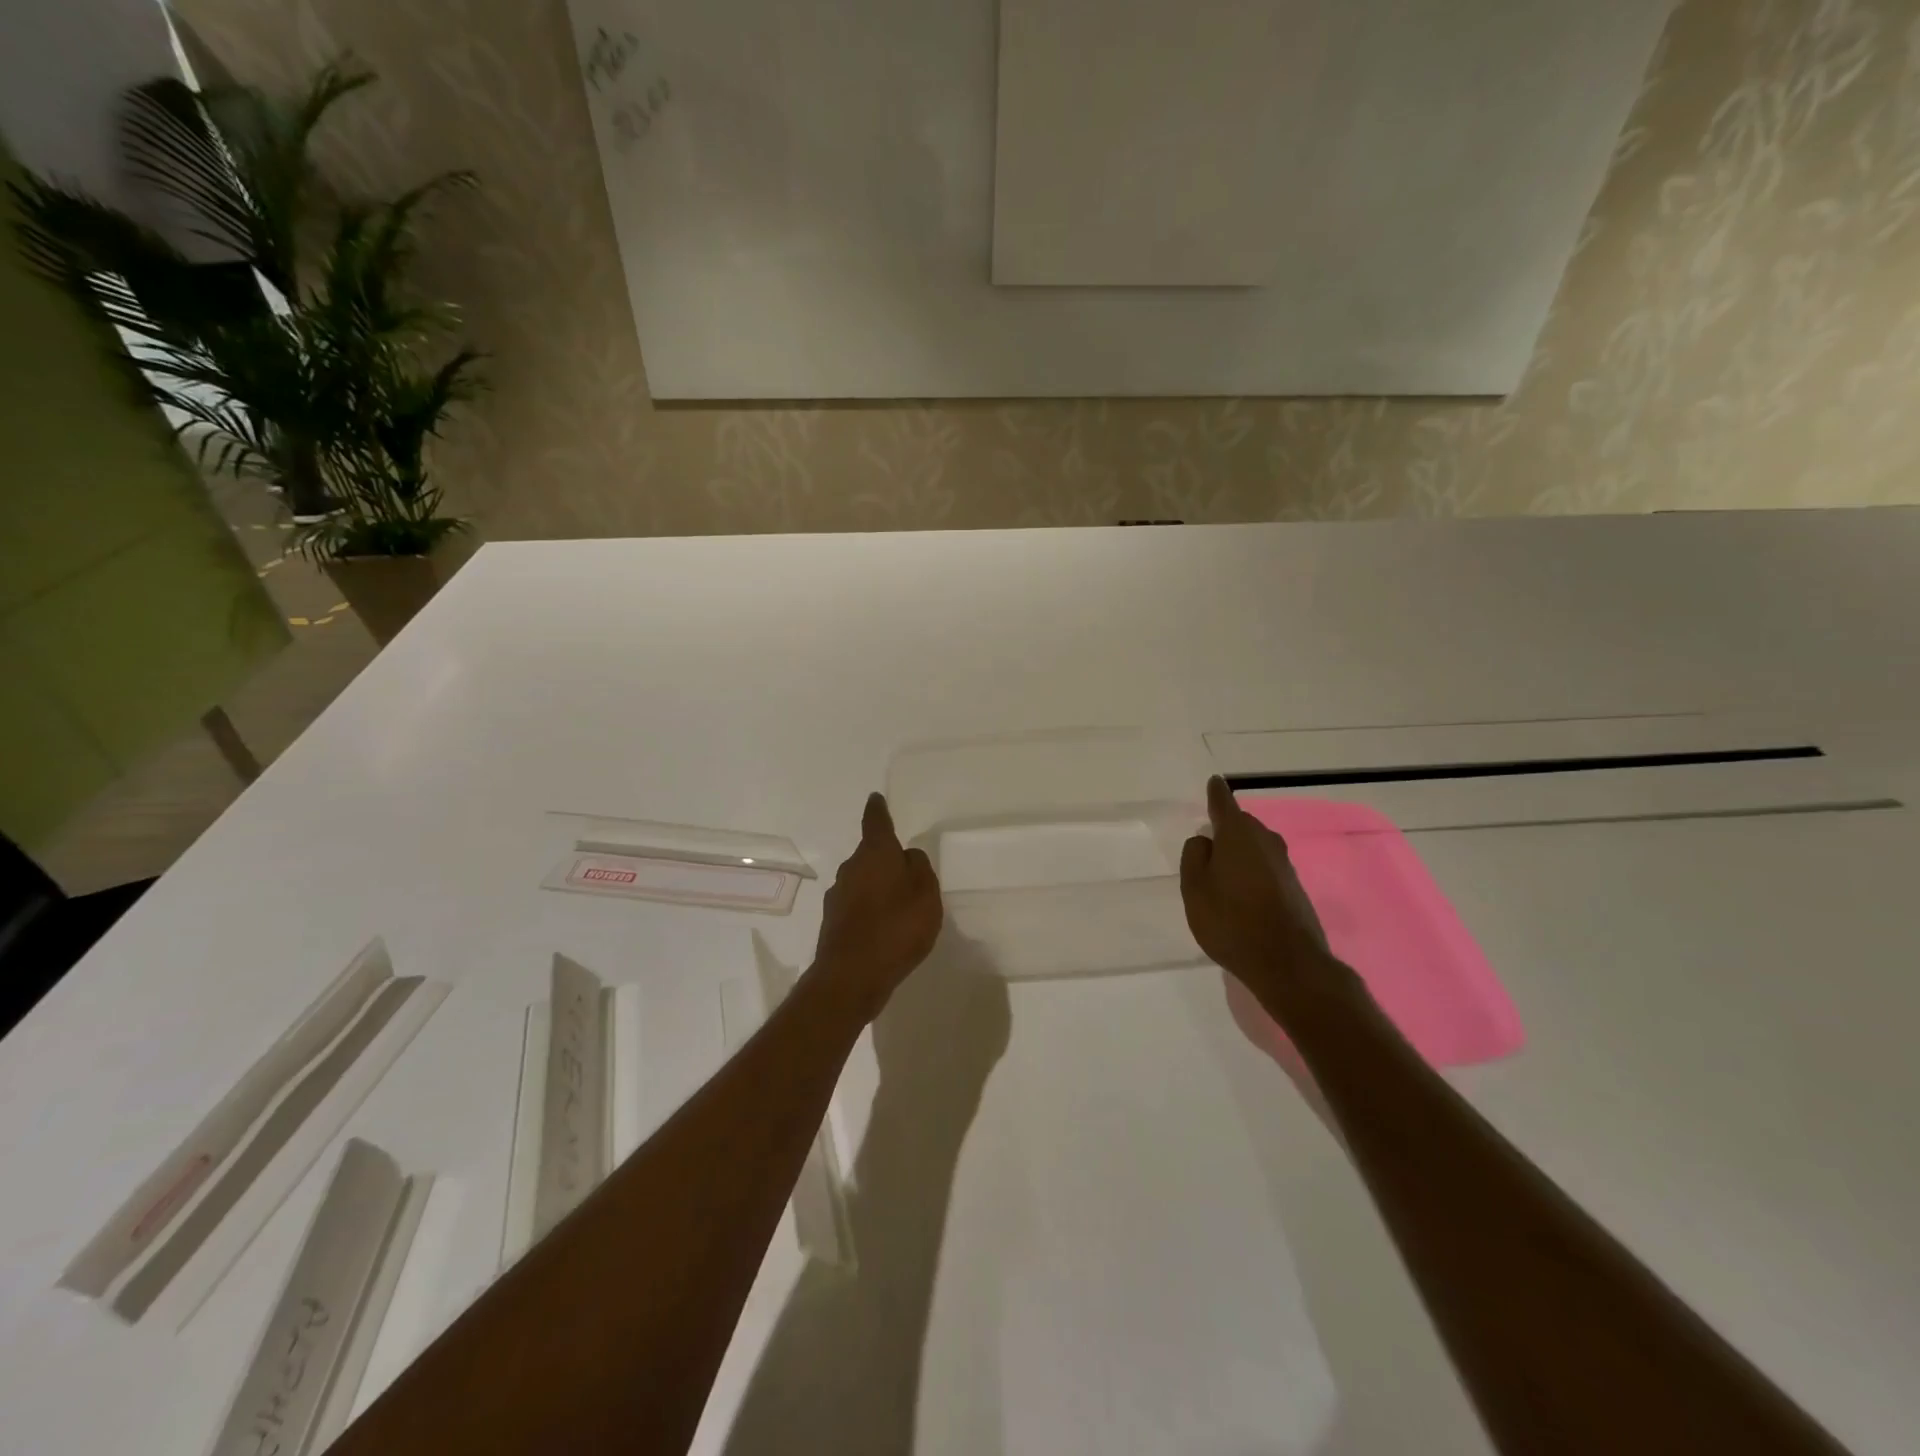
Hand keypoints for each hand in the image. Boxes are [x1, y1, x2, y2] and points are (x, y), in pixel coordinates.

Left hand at [812, 792, 943, 1022]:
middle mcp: (851, 868)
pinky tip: (883, 929)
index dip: (878, 809)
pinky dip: (868, 909)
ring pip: (862, 880)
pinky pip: (856, 905)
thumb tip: (907, 855)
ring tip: (898, 906)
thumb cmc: (896, 928)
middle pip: (869, 854)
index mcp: (875, 854)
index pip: (876, 822)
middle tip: (906, 872)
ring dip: (877, 886)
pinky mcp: (832, 921)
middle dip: (884, 858)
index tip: (876, 798)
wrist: (850, 977)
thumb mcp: (926, 895)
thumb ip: (920, 869)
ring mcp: (837, 895)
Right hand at [1179, 776, 1340, 1004]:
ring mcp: (1284, 865)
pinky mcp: (1294, 888)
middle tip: (1207, 843)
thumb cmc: (1231, 921)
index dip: (1216, 793)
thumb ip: (1195, 858)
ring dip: (1240, 853)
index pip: (1224, 804)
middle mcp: (1265, 842)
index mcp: (1238, 835)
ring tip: (1222, 872)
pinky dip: (1253, 872)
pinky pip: (1266, 868)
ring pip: (1256, 847)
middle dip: (1227, 829)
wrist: (1288, 963)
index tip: (1214, 781)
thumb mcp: (1195, 889)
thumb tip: (1205, 840)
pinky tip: (1242, 894)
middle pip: (1243, 825)